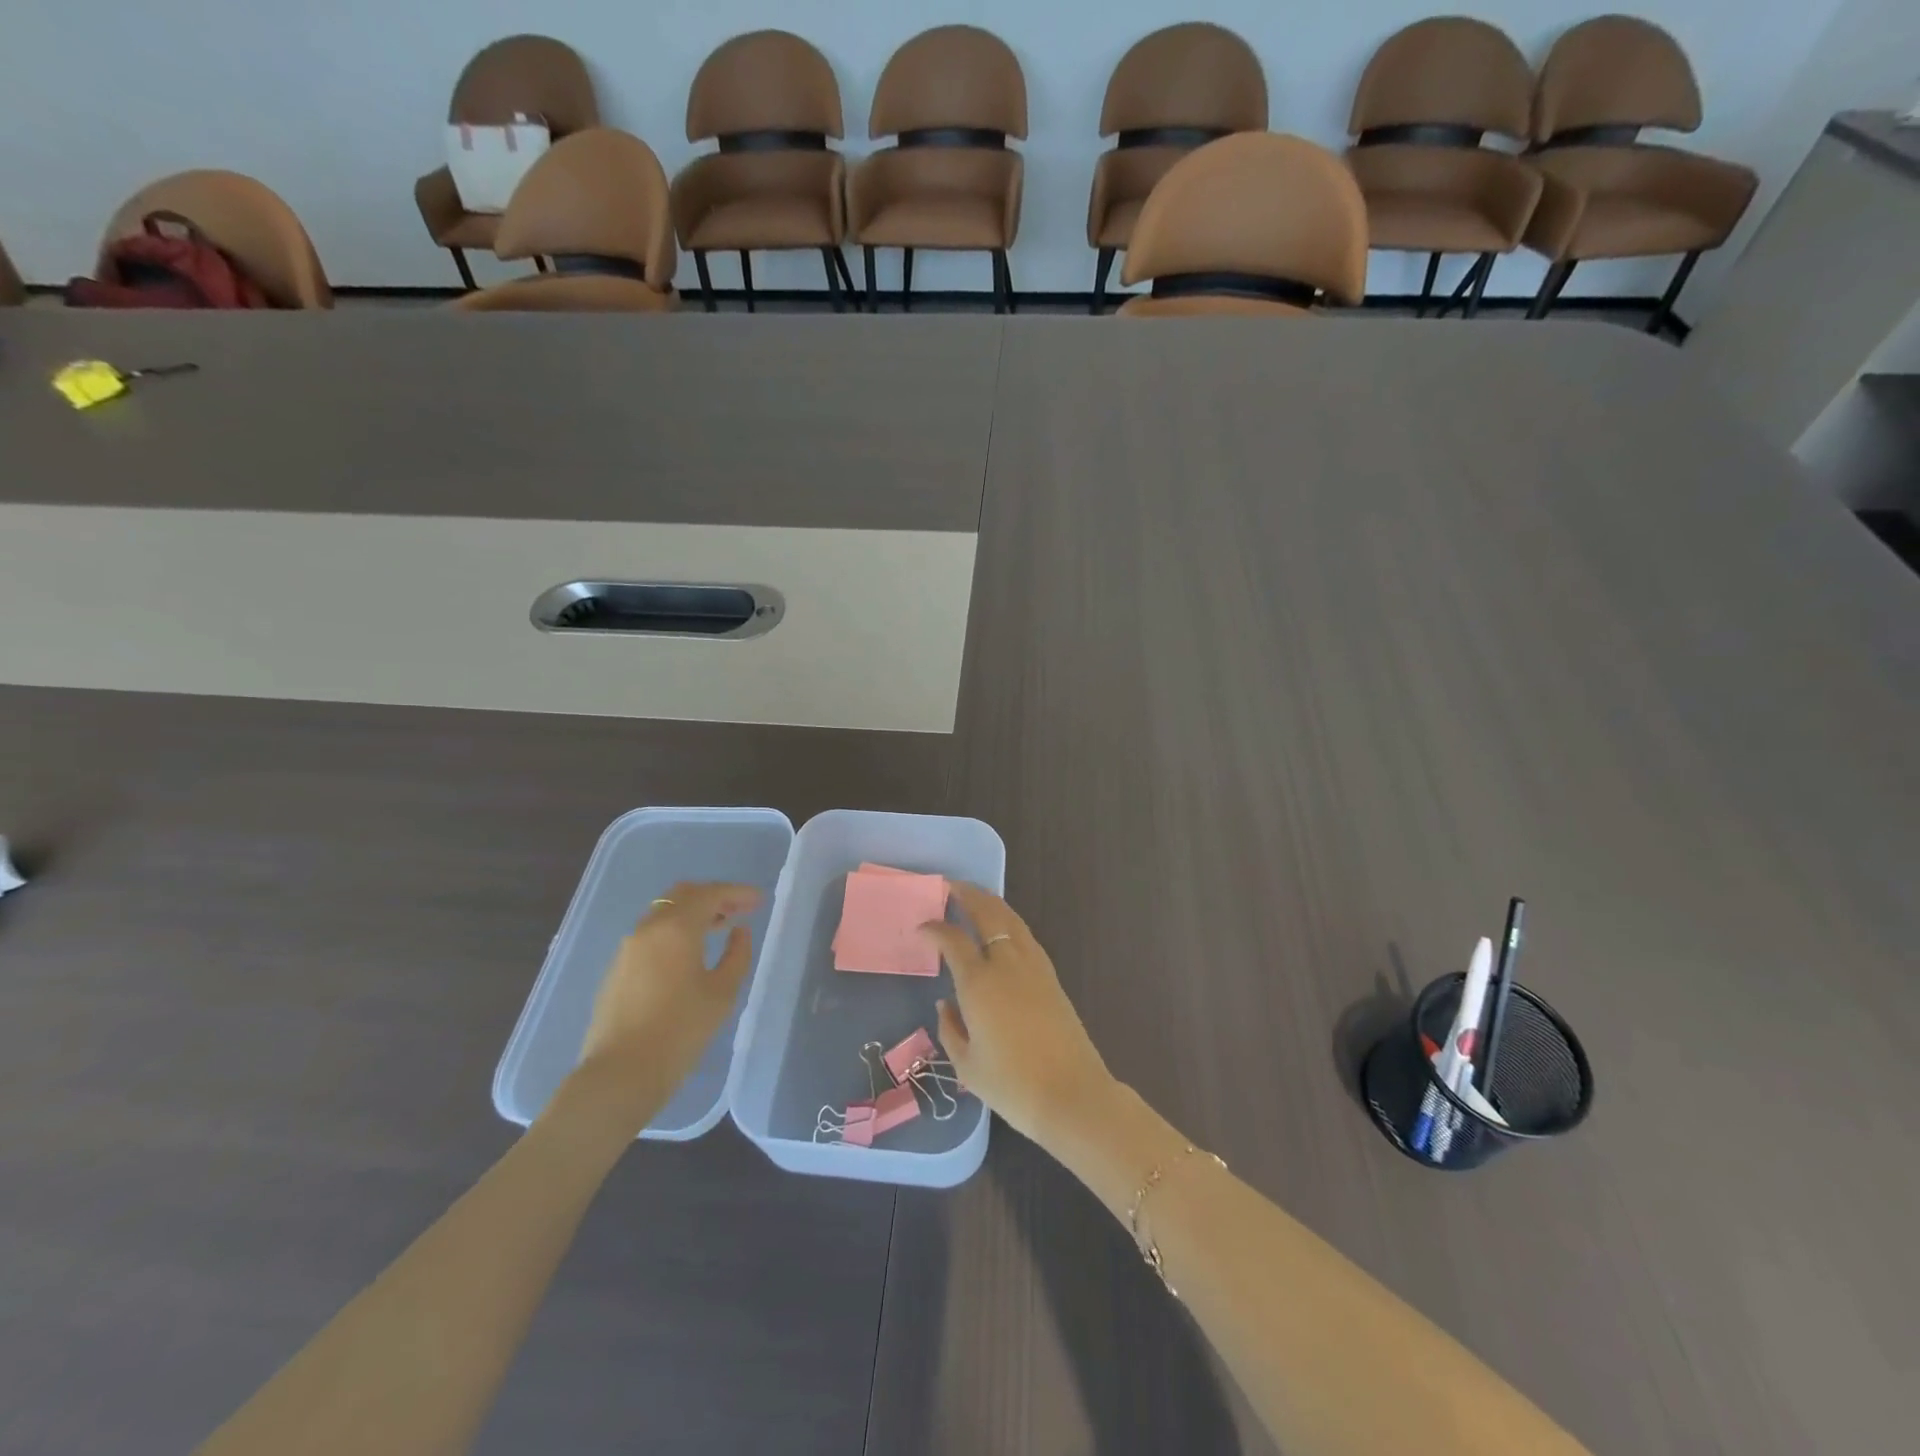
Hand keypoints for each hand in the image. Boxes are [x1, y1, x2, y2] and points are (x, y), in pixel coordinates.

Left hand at [574, 882, 760, 1105]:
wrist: (620, 1074)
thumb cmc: (680, 1031)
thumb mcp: (722, 993)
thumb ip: (737, 955)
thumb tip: (739, 932)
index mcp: (676, 928)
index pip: (711, 894)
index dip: (738, 892)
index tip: (759, 900)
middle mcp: (649, 928)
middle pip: (683, 895)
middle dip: (714, 896)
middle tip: (740, 909)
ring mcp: (628, 947)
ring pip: (665, 913)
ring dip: (693, 913)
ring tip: (720, 928)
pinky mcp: (618, 968)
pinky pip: (652, 934)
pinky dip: (676, 930)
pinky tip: (690, 953)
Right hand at [921, 883, 1115, 1146]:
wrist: (1071, 1095)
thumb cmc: (1012, 1085)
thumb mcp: (967, 1064)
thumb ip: (950, 1028)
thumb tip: (946, 1003)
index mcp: (979, 983)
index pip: (952, 940)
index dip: (934, 929)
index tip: (922, 928)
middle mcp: (1006, 964)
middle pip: (987, 913)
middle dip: (966, 894)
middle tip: (949, 886)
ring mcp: (1033, 966)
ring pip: (1010, 919)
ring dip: (990, 902)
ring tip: (974, 897)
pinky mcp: (1051, 976)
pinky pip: (1025, 935)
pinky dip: (1008, 921)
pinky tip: (1002, 928)